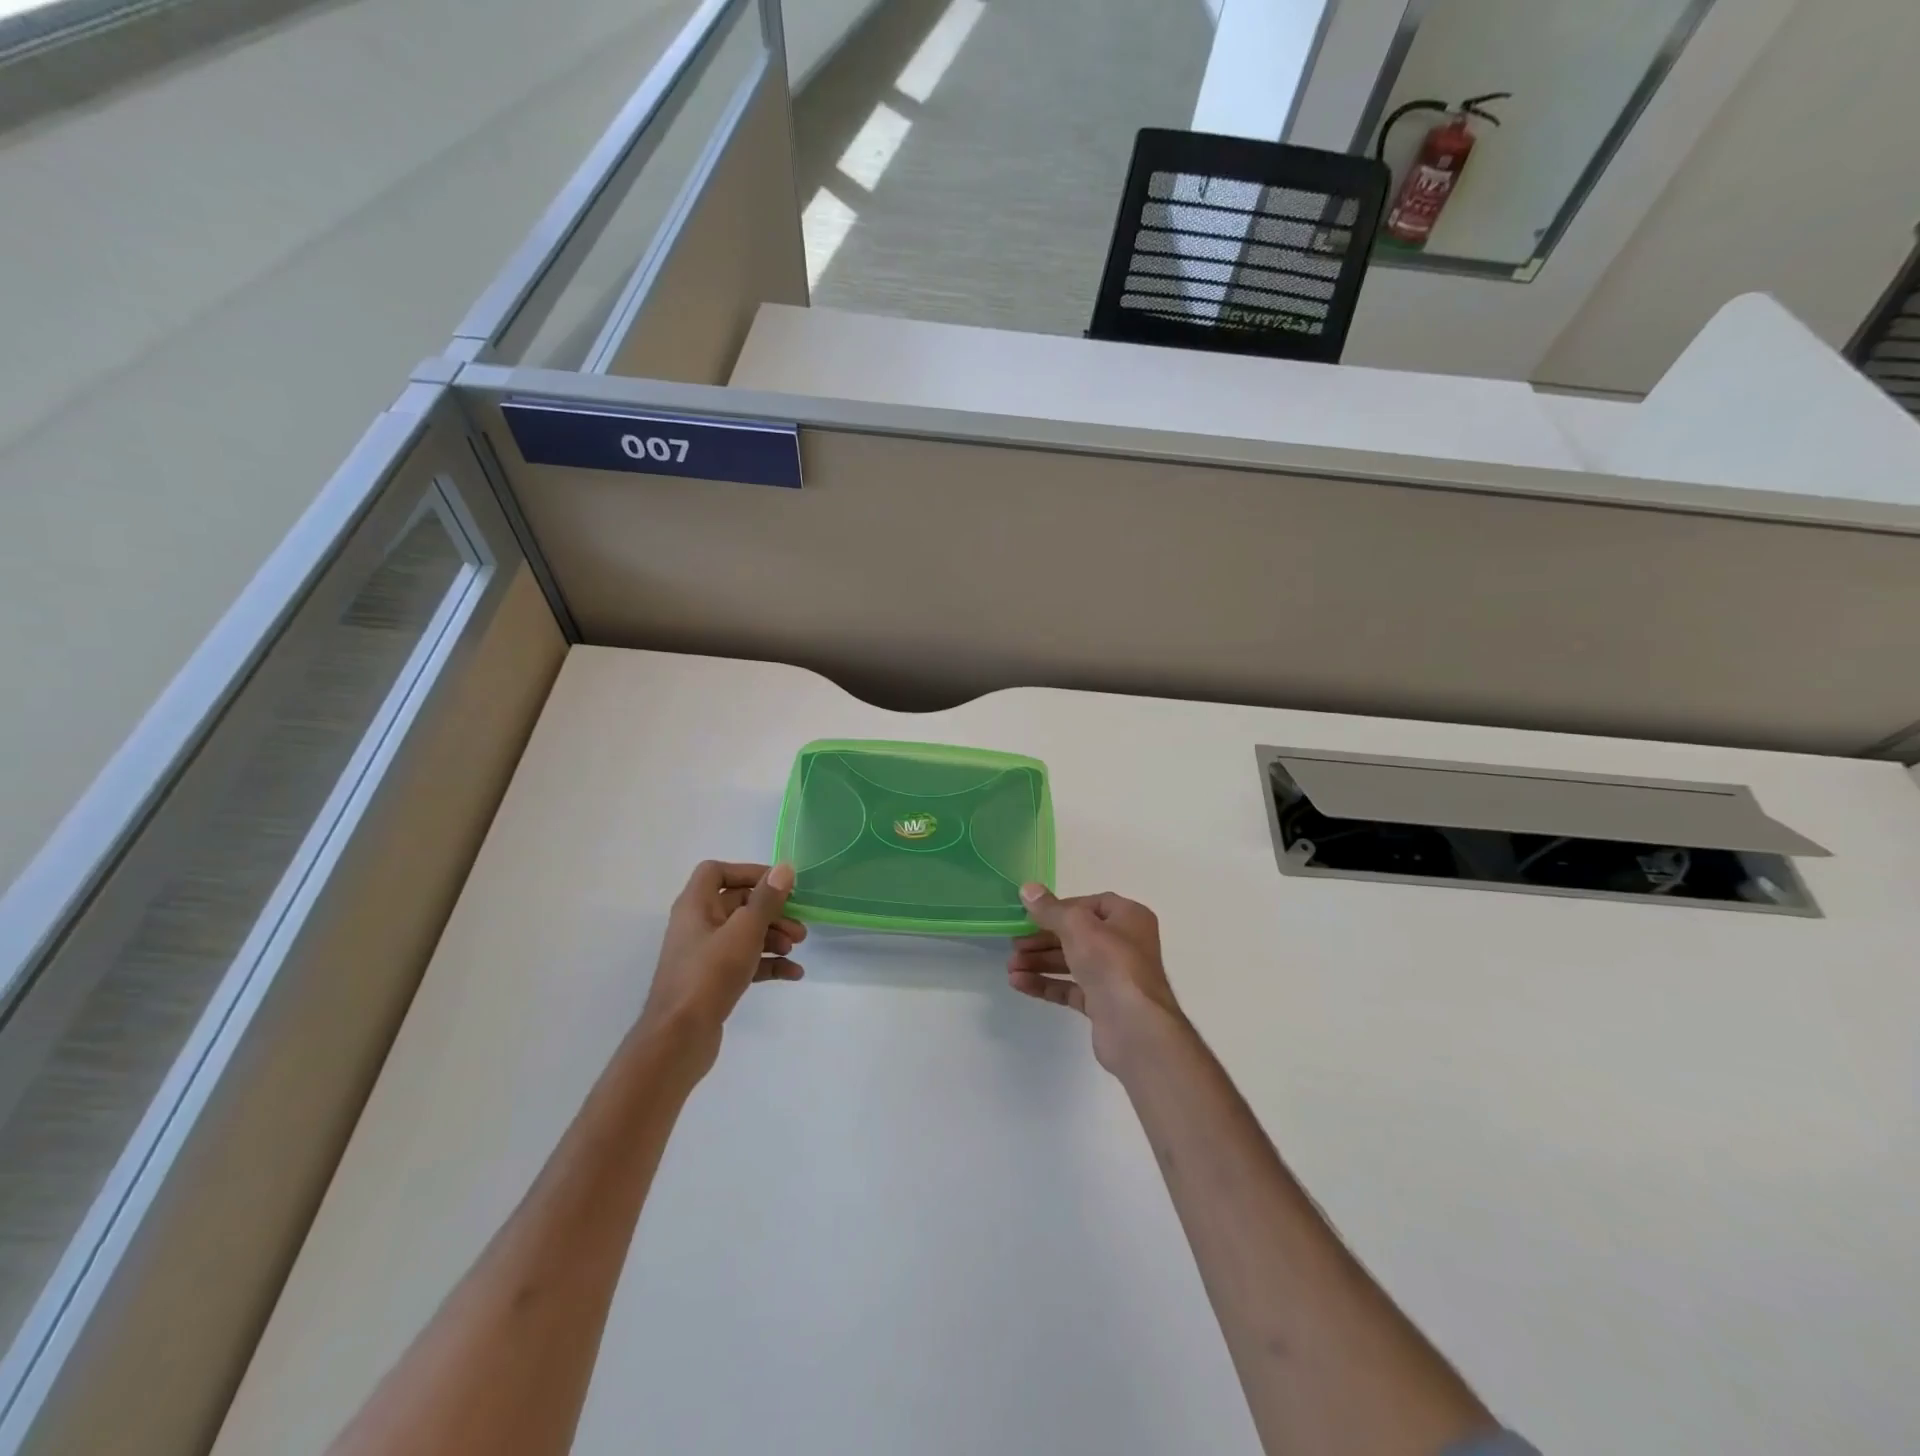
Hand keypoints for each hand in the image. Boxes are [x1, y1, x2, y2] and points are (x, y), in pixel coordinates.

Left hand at [640, 862, 804, 1045]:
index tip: (778, 884)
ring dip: (773, 937)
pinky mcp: (713, 982)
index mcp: (695, 906)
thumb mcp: (744, 931)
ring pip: (744, 934)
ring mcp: (704, 955)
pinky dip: (768, 964)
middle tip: (799, 925)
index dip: (748, 872)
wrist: (678, 1039)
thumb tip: (785, 868)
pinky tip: (793, 973)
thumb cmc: (709, 975)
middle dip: (771, 911)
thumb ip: (767, 899)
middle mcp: (697, 925)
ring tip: (797, 948)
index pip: (716, 871)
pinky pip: (745, 962)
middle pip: (738, 904)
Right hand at [1007, 885, 1185, 1072]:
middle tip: (1014, 945)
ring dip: (1040, 962)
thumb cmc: (1111, 964)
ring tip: (1011, 968)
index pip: (1090, 905)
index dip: (1060, 908)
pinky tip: (1019, 984)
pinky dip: (1046, 985)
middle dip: (1042, 939)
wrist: (1135, 1028)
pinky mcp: (1104, 1004)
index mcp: (1128, 918)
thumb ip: (1050, 909)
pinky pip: (1071, 988)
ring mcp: (1115, 976)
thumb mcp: (1077, 927)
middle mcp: (1125, 944)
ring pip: (1072, 963)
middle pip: (1077, 935)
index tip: (1032, 916)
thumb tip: (1028, 889)